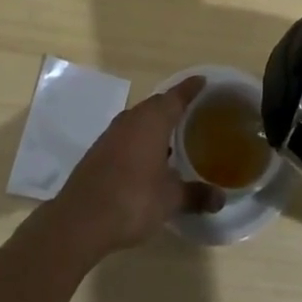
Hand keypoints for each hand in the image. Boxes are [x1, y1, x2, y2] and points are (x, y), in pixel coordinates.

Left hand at [43, 77, 223, 261]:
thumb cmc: (132, 200)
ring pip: (140, 121)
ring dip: (156, 126)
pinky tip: (149, 160)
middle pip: (157, 105)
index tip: (203, 81)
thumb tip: (221, 197)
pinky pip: (127, 136)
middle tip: (193, 112)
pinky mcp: (99, 151)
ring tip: (174, 138)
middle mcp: (131, 119)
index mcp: (152, 120)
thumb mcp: (170, 200)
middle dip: (174, 107)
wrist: (80, 220)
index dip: (190, 88)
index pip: (176, 96)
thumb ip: (195, 195)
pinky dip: (141, 141)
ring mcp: (112, 134)